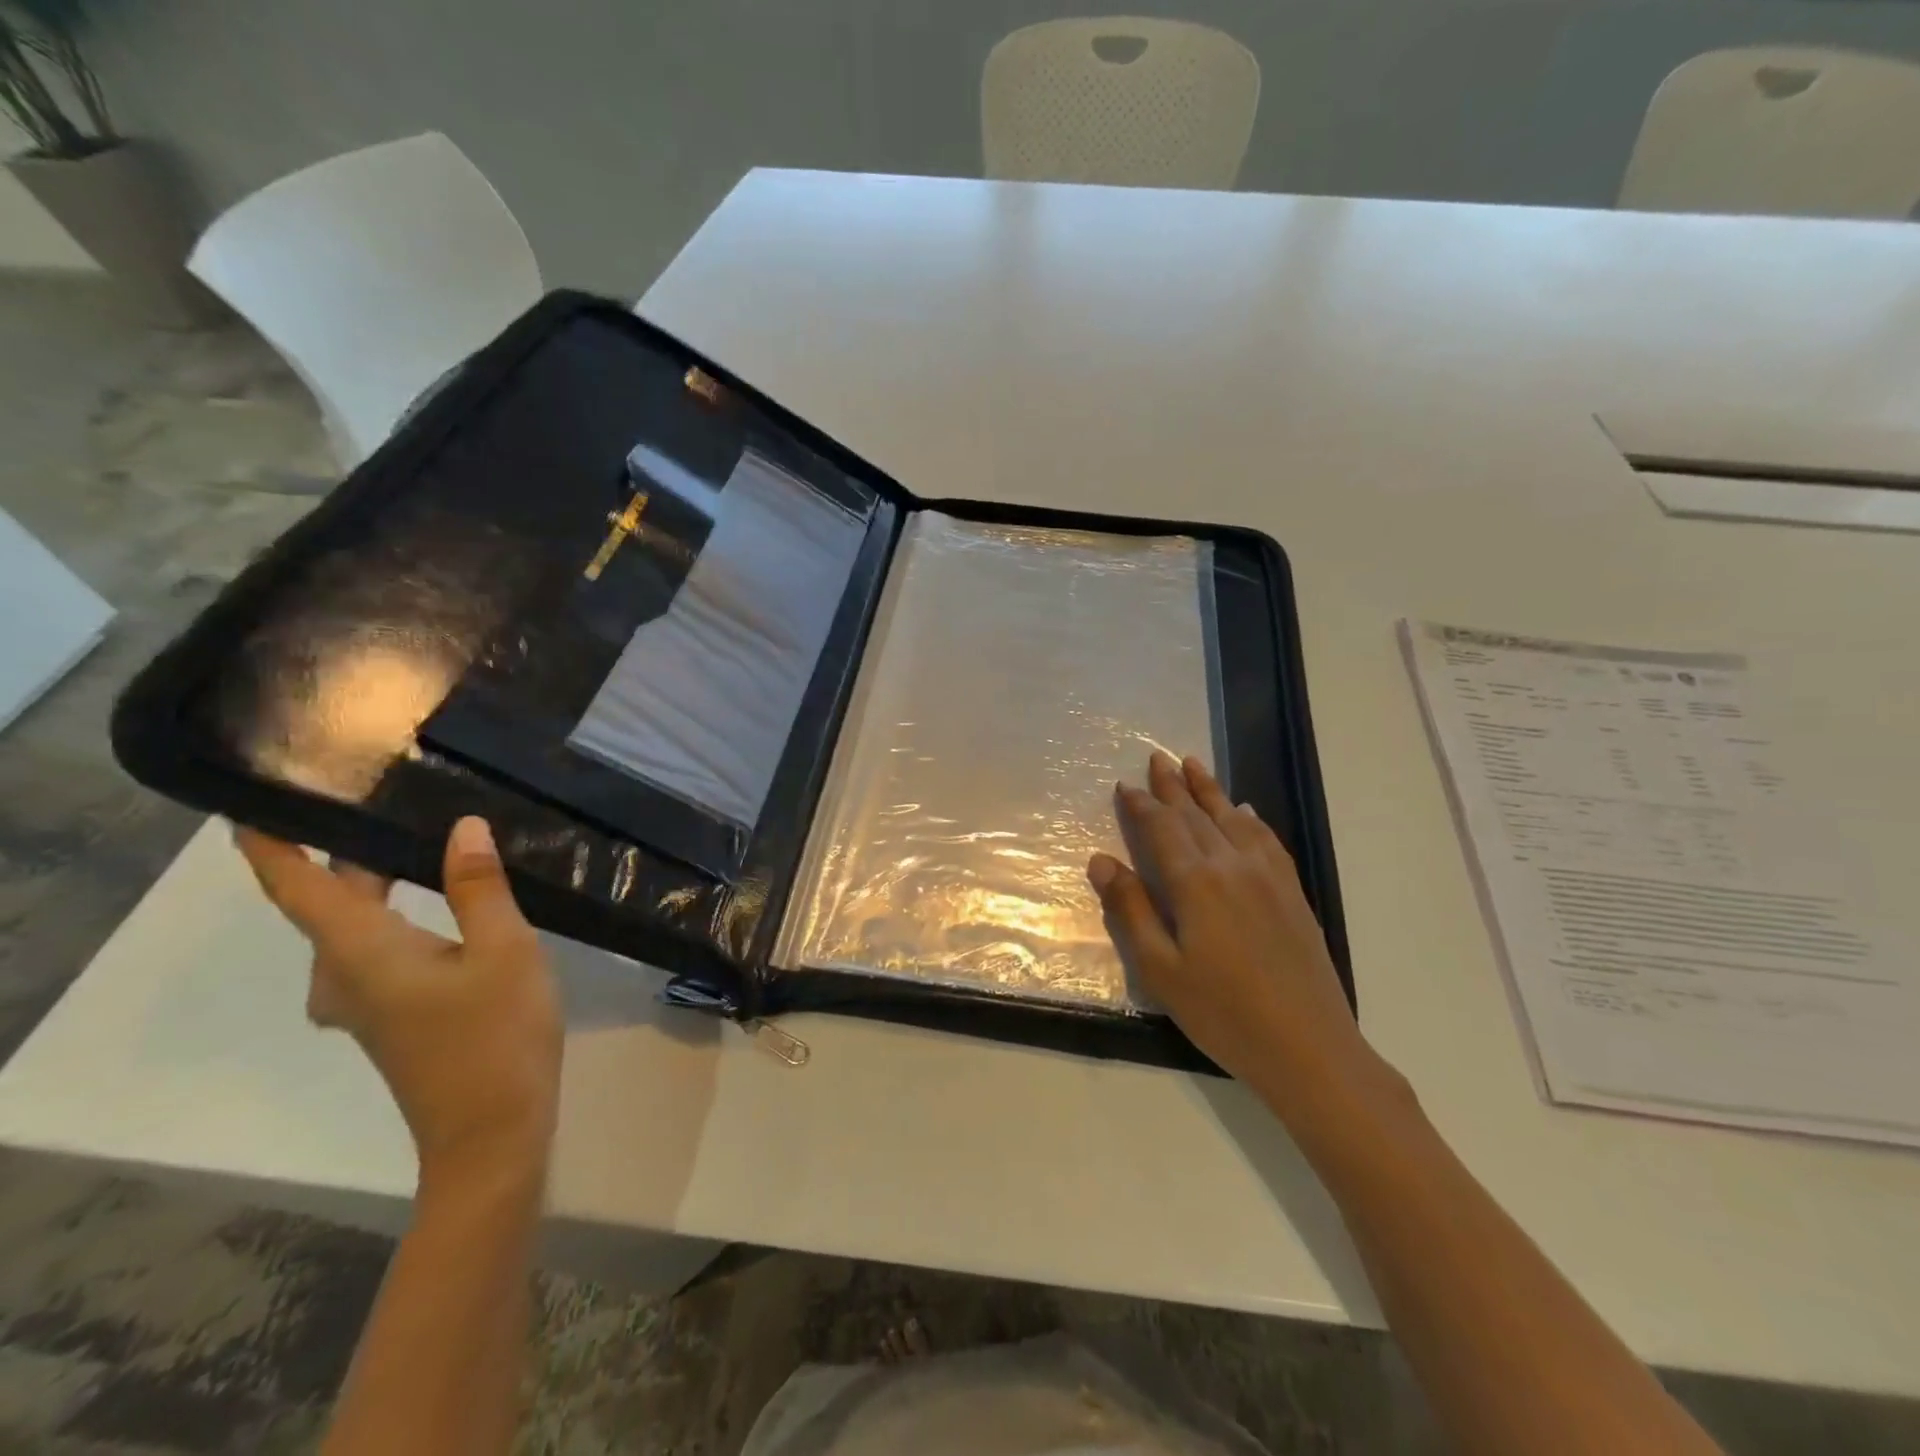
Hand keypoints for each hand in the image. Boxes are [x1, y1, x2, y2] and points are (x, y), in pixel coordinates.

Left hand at [236, 817, 562, 1181]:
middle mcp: (343, 975)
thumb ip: (479, 887)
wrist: (492, 1134)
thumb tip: (462, 826)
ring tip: (424, 843)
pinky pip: (376, 951)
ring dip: (378, 885)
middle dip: (348, 852)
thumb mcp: (505, 950)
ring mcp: (364, 1003)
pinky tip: (445, 906)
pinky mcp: (391, 1018)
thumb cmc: (496, 1036)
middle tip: (390, 799)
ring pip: (357, 929)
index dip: (269, 844)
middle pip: (330, 902)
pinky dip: (396, 916)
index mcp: (360, 951)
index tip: (256, 799)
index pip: (297, 886)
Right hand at [1088, 751, 1375, 1107]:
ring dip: (1210, 790)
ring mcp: (1268, 876)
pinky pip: (1267, 840)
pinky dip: (1250, 819)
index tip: (1126, 785)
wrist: (1309, 1047)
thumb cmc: (1222, 1012)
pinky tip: (1244, 812)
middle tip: (1157, 757)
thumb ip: (1131, 910)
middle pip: (1196, 815)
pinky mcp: (1292, 892)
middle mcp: (1233, 866)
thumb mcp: (1160, 969)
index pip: (1162, 828)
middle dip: (1173, 786)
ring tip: (1193, 764)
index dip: (1142, 805)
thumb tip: (1102, 861)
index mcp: (1196, 883)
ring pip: (1233, 819)